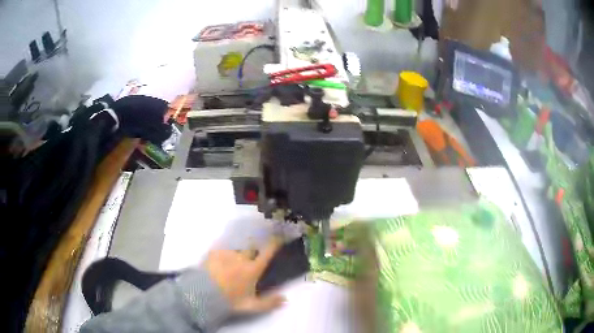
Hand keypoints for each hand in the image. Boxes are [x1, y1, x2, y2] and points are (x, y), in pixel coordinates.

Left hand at [205, 238, 284, 313]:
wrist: (203, 293)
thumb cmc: (230, 300)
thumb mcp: (251, 306)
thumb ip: (269, 303)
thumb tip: (284, 298)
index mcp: (253, 269)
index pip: (267, 252)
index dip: (274, 244)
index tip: (278, 237)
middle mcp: (242, 257)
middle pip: (251, 247)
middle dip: (253, 249)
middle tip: (250, 257)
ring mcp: (227, 253)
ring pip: (235, 250)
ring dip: (236, 255)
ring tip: (230, 264)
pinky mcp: (213, 252)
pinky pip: (221, 251)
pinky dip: (222, 256)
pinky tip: (218, 264)